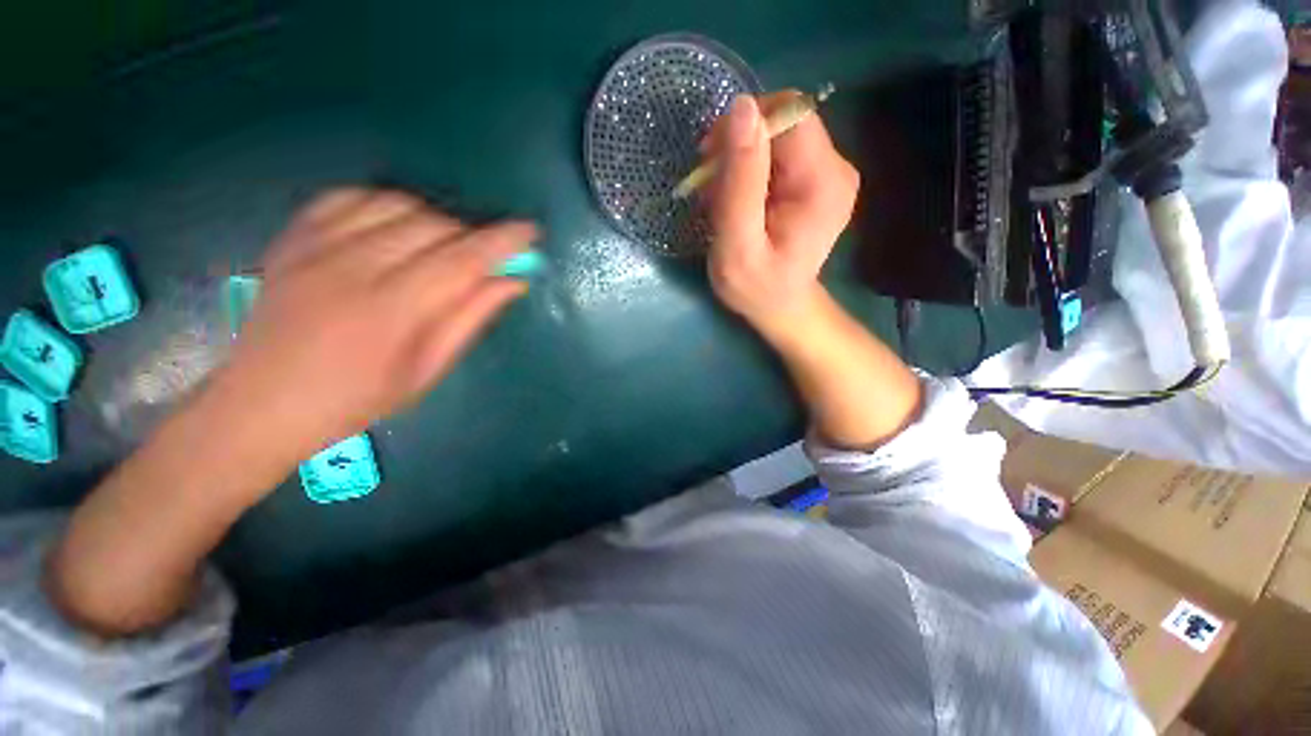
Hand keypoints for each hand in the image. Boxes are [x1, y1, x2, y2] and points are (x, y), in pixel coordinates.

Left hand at [217, 188, 533, 458]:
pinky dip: (385, 202)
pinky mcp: (294, 236)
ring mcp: (317, 246)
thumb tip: (512, 282)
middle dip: (471, 235)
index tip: (529, 232)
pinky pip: (350, 195)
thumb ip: (470, 319)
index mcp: (392, 311)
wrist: (263, 402)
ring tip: (441, 245)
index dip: (501, 242)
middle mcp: (354, 267)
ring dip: (433, 219)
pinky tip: (396, 225)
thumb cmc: (357, 398)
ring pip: (396, 203)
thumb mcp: (428, 370)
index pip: (461, 261)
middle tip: (483, 257)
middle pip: (433, 226)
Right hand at [703, 93, 859, 337]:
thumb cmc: (755, 287)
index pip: (789, 115)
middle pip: (783, 122)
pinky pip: (777, 154)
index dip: (746, 126)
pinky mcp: (815, 179)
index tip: (712, 158)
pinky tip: (736, 200)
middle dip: (738, 145)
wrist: (779, 307)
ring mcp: (828, 172)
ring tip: (721, 199)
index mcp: (823, 183)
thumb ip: (740, 181)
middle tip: (711, 185)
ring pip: (776, 136)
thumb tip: (741, 107)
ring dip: (739, 160)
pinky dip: (749, 170)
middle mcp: (836, 168)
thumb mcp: (738, 243)